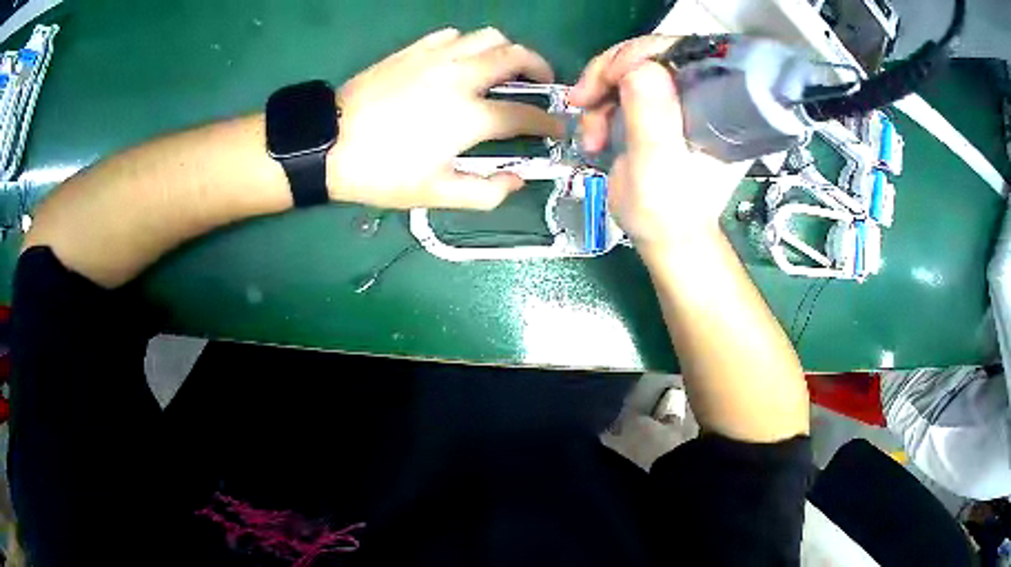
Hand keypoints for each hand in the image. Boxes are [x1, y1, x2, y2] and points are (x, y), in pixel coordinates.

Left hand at [329, 28, 561, 209]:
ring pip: (488, 37)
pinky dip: (469, 44)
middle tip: (542, 83)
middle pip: (517, 57)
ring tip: (505, 68)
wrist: (328, 143)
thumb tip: (517, 180)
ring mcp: (436, 58)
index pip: (526, 114)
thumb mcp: (435, 194)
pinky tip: (463, 60)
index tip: (555, 128)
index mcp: (471, 116)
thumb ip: (486, 192)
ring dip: (507, 50)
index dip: (548, 122)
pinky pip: (454, 35)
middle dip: (541, 68)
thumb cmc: (381, 172)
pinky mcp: (414, 50)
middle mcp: (461, 76)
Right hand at [568, 36, 745, 252]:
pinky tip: (593, 135)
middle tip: (582, 99)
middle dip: (607, 74)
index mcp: (711, 103)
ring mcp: (673, 103)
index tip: (604, 80)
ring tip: (590, 136)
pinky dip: (598, 108)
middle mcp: (695, 95)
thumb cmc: (668, 212)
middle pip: (648, 56)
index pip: (677, 51)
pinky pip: (619, 91)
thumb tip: (640, 65)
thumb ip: (652, 117)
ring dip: (598, 97)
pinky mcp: (655, 113)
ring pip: (628, 71)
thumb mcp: (658, 166)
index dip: (636, 54)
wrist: (665, 240)